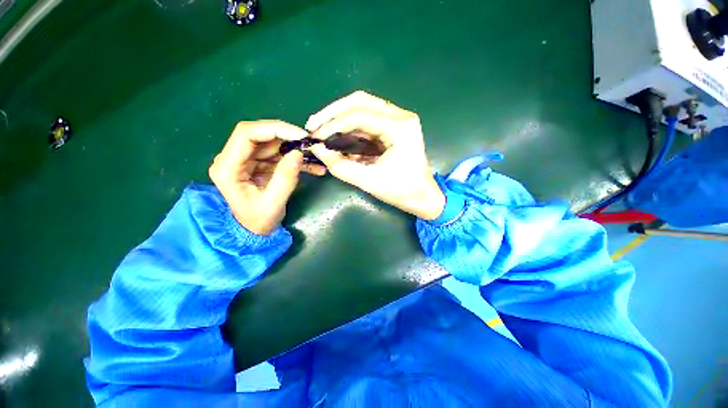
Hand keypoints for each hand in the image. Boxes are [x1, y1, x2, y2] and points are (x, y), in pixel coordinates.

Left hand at [209, 120, 325, 235]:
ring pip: (273, 144)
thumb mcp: (273, 203)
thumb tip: (298, 153)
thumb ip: (285, 178)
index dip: (274, 129)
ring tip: (316, 156)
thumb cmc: (258, 221)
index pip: (246, 134)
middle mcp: (234, 158)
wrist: (254, 231)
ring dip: (296, 148)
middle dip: (288, 137)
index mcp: (227, 167)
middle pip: (261, 135)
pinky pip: (279, 155)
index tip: (300, 135)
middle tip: (311, 144)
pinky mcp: (260, 164)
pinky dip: (297, 159)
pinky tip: (314, 166)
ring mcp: (247, 160)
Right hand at [307, 91, 445, 219]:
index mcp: (400, 127)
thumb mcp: (370, 182)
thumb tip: (317, 150)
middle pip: (360, 102)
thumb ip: (341, 166)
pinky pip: (366, 121)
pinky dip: (349, 128)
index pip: (360, 116)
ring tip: (321, 130)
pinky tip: (337, 137)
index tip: (314, 137)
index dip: (333, 125)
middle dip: (333, 113)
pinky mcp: (393, 128)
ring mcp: (397, 120)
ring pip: (362, 108)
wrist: (423, 197)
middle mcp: (400, 116)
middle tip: (314, 125)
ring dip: (340, 118)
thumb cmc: (402, 191)